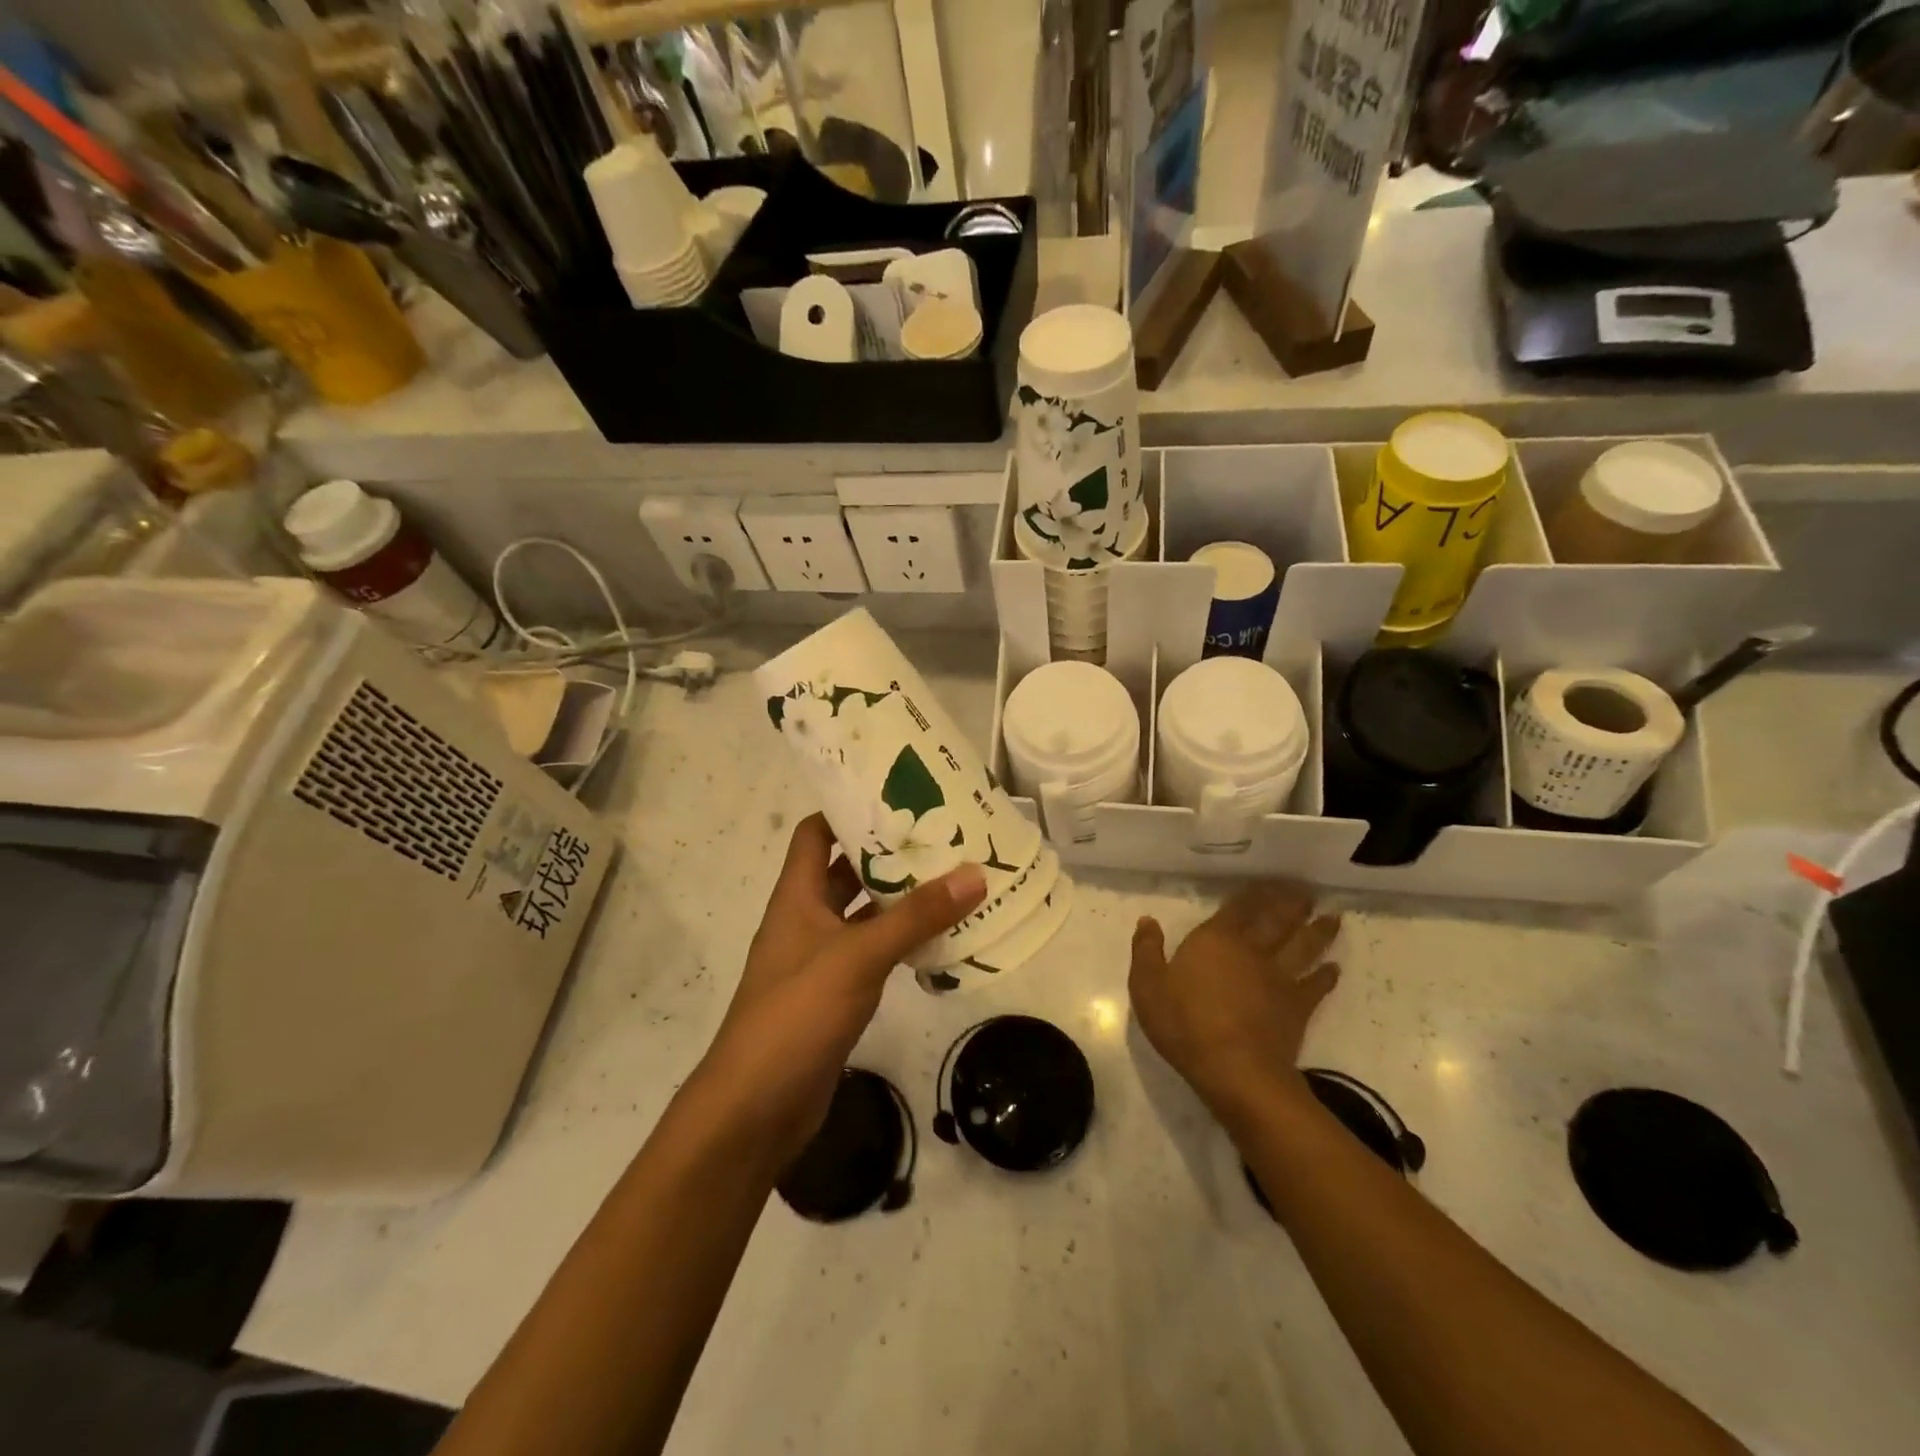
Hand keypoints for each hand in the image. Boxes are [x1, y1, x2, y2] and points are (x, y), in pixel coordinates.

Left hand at [697, 813, 986, 1170]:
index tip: (898, 797)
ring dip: (898, 899)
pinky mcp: (834, 993)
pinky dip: (899, 941)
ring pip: (862, 914)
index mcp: (798, 896)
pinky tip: (938, 938)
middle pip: (846, 870)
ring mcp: (819, 958)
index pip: (816, 833)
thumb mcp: (859, 956)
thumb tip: (974, 874)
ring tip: (952, 878)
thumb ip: (915, 917)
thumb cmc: (797, 1014)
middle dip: (888, 853)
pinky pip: (871, 952)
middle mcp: (806, 919)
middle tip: (941, 836)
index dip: (849, 811)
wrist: (756, 1107)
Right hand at [1129, 882, 1341, 1129]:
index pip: (1237, 908)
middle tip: (1306, 891)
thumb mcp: (1147, 986)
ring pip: (1303, 947)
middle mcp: (1251, 950)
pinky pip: (1316, 986)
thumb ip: (1146, 950)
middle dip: (1291, 904)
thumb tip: (1147, 920)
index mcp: (1215, 940)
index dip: (1253, 894)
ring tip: (1332, 917)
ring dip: (1318, 931)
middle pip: (1276, 920)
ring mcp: (1279, 978)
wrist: (1234, 1070)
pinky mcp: (1297, 1007)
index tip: (1268, 882)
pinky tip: (1335, 968)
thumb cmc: (1184, 1024)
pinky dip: (1327, 976)